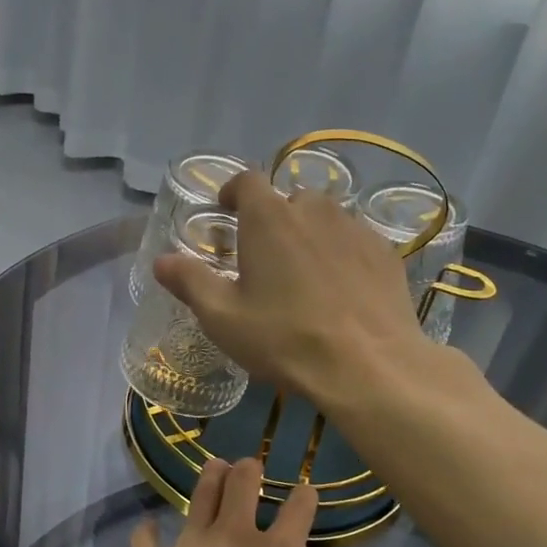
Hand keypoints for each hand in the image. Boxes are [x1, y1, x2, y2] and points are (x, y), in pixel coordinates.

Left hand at [127, 457, 335, 546]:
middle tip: (249, 466)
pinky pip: (144, 540)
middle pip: (242, 485)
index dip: (304, 497)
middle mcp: (233, 539)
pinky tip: (147, 529)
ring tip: (213, 468)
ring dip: (209, 479)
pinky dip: (147, 533)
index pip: (298, 510)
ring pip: (199, 497)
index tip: (305, 492)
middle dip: (249, 471)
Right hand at [153, 170, 428, 407]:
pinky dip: (342, 253)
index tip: (226, 210)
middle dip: (273, 218)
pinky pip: (355, 240)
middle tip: (265, 255)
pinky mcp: (385, 252)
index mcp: (269, 218)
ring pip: (325, 218)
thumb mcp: (223, 318)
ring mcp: (355, 228)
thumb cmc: (285, 339)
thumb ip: (189, 282)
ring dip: (309, 233)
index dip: (233, 191)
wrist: (368, 366)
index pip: (247, 180)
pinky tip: (341, 288)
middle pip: (288, 199)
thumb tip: (161, 261)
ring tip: (304, 272)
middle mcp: (314, 209)